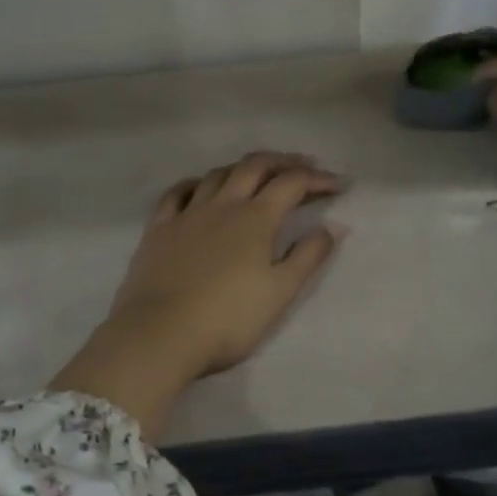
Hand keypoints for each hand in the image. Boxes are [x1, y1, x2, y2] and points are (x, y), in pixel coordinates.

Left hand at [51, 152, 344, 437]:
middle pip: (254, 167)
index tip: (338, 184)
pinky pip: (177, 193)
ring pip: (217, 174)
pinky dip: (195, 183)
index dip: (317, 179)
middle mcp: (222, 205)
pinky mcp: (159, 228)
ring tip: (257, 173)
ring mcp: (187, 214)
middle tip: (303, 165)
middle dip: (283, 161)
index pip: (292, 184)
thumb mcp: (280, 293)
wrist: (160, 334)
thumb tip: (333, 227)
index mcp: (255, 219)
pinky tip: (200, 187)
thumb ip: (308, 256)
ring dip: (242, 167)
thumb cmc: (228, 319)